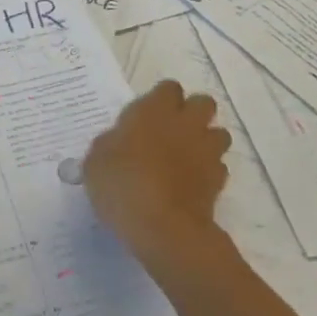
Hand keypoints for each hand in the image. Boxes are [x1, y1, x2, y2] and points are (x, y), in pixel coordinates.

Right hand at [83, 81, 231, 278]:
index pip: (169, 88)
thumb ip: (111, 143)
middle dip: (192, 112)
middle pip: (204, 103)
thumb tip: (119, 142)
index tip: (147, 115)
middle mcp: (185, 124)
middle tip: (171, 130)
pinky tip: (191, 183)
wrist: (162, 227)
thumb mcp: (96, 160)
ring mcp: (206, 152)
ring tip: (186, 156)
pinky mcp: (218, 181)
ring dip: (206, 140)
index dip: (161, 99)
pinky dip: (209, 171)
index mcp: (154, 111)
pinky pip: (218, 166)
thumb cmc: (122, 184)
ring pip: (219, 133)